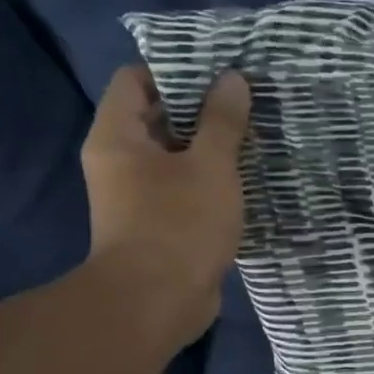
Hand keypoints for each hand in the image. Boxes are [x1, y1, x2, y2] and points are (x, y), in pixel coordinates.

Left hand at [80, 65, 249, 341]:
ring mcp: (138, 196)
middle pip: (158, 117)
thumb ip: (222, 122)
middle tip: (248, 101)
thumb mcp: (210, 166)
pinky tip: (248, 178)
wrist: (156, 303)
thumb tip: (232, 80)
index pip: (136, 80)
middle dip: (202, 109)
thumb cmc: (178, 225)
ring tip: (256, 136)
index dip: (176, 69)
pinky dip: (211, 180)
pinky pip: (185, 188)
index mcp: (118, 136)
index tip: (219, 71)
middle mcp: (120, 161)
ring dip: (211, 148)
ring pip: (176, 156)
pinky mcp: (159, 224)